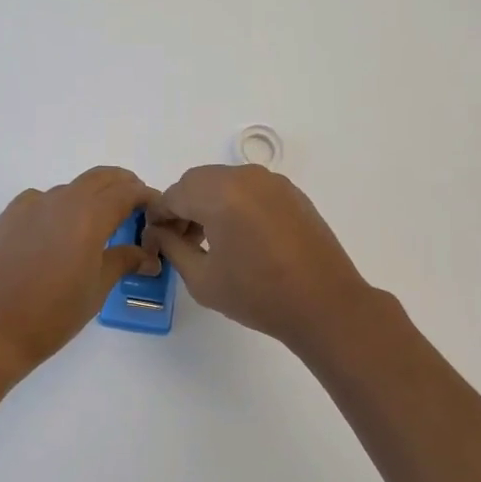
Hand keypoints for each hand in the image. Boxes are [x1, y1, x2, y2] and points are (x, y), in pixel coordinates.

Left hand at [0, 166, 159, 366]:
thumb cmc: (55, 312)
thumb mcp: (98, 287)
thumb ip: (124, 260)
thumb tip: (147, 256)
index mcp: (89, 215)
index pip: (126, 191)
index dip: (145, 196)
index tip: (156, 208)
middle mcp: (61, 200)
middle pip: (99, 178)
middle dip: (121, 186)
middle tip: (134, 207)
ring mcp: (32, 204)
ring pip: (71, 188)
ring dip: (90, 197)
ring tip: (97, 225)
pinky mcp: (10, 215)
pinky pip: (43, 200)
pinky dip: (59, 207)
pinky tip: (59, 232)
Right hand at [146, 165, 381, 355]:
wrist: (325, 304)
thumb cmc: (258, 295)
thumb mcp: (202, 278)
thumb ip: (172, 248)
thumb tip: (158, 232)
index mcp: (219, 194)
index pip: (173, 195)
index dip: (158, 217)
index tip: (155, 242)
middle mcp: (244, 176)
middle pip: (197, 182)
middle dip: (182, 207)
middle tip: (180, 242)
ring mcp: (271, 181)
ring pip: (223, 181)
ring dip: (207, 203)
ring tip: (209, 241)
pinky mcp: (290, 192)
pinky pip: (248, 188)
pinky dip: (234, 203)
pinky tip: (239, 236)